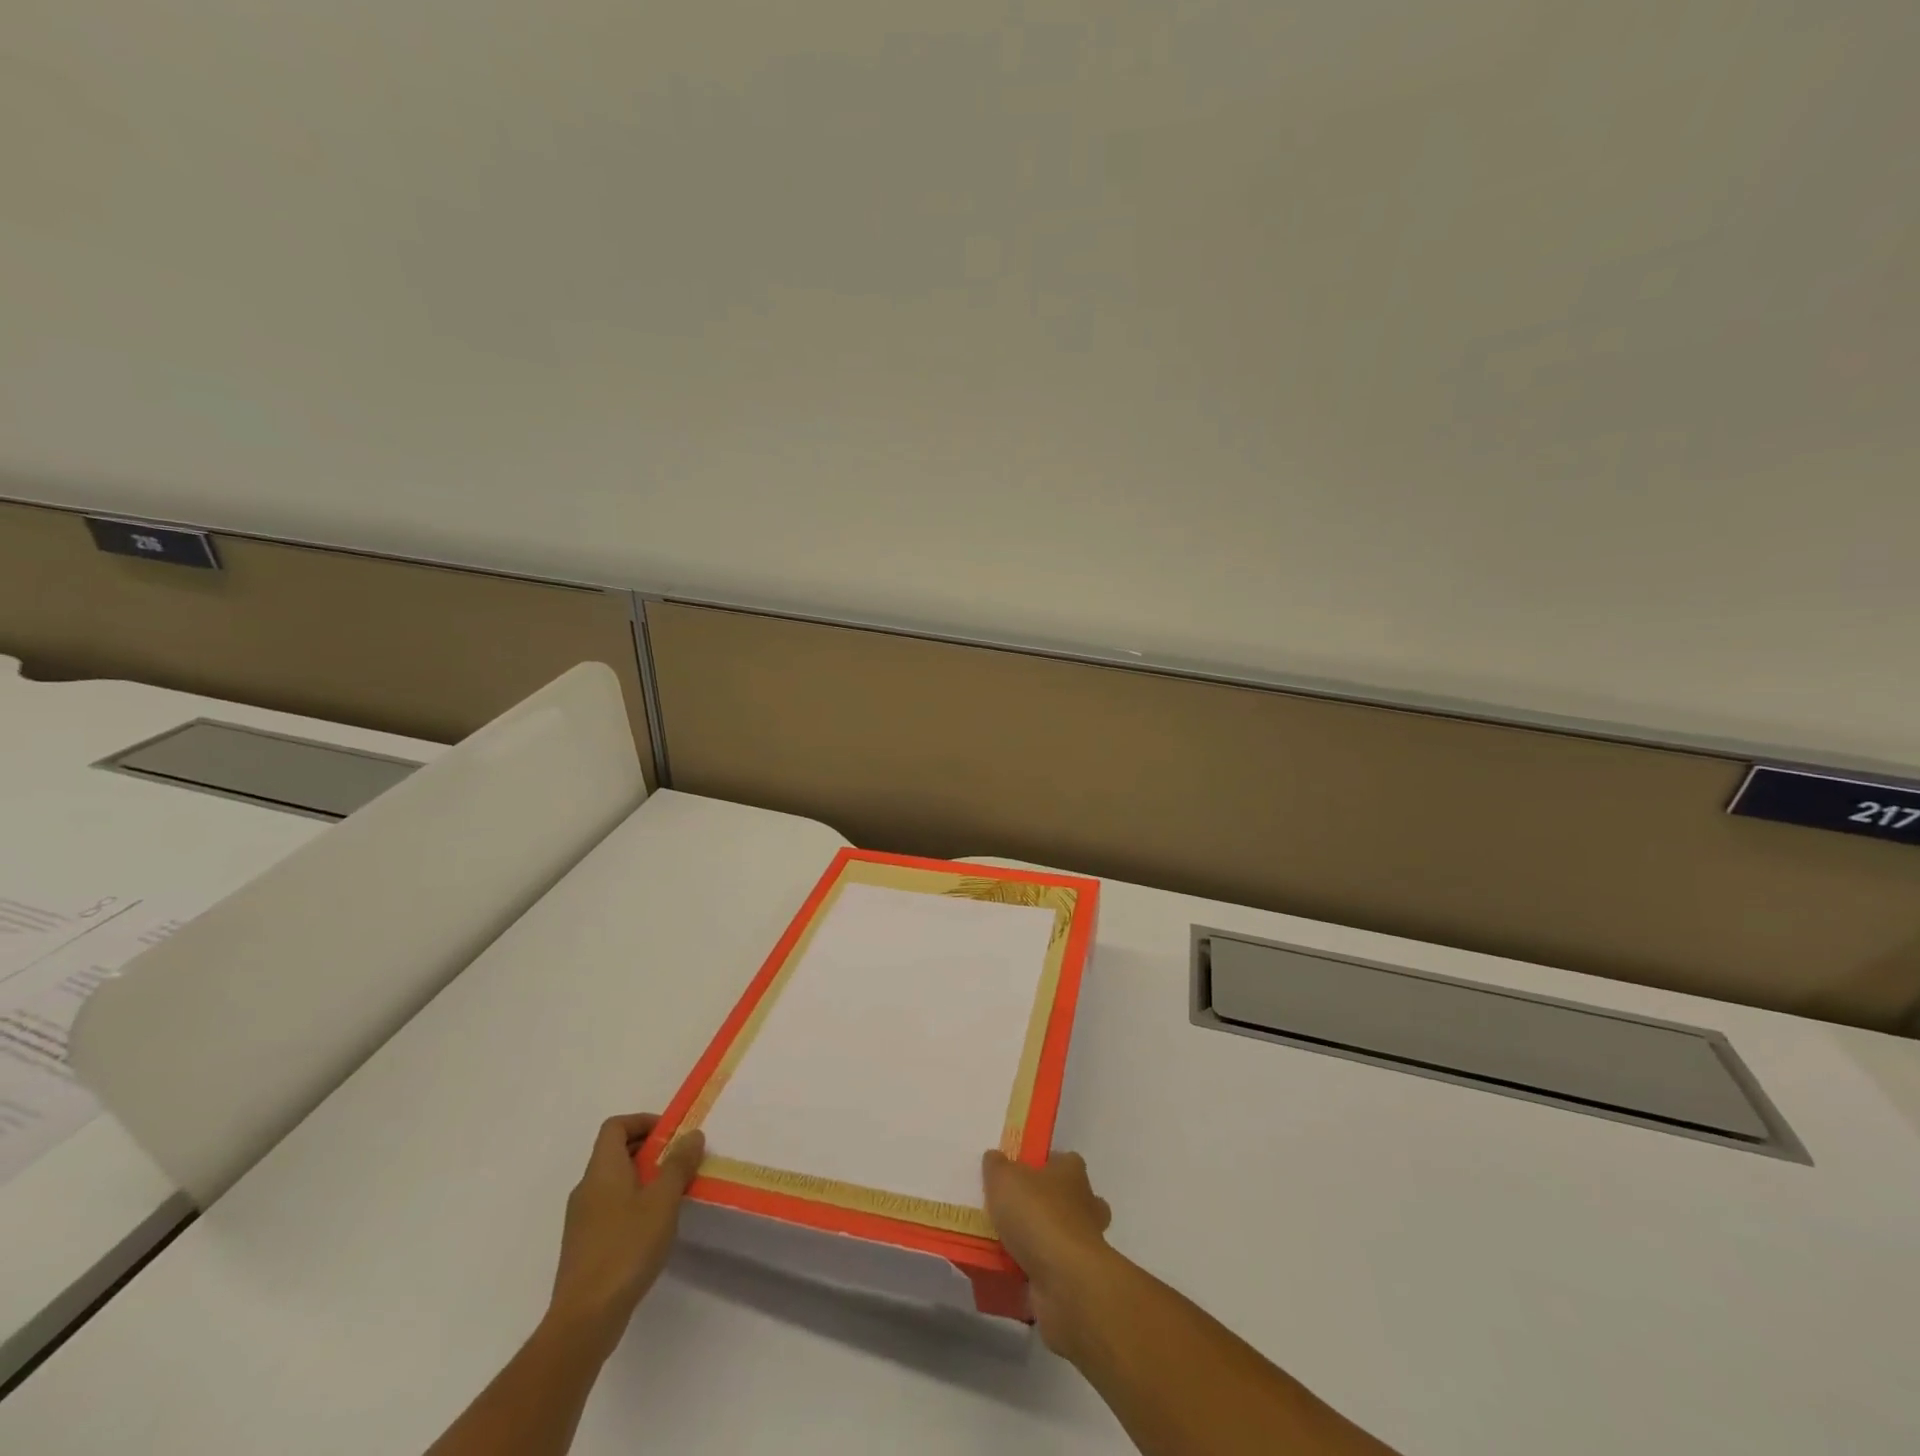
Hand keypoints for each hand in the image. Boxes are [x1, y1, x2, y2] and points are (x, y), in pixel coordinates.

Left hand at [547, 1113, 704, 1360]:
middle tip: (679, 1161)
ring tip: (671, 1194)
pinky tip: (652, 1228)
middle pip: (614, 1152)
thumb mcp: (662, 1200)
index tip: (670, 1134)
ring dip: (642, 1178)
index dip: (642, 1121)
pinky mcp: (584, 1246)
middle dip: (648, 1150)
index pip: (615, 1126)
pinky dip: (632, 1204)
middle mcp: (586, 1188)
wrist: (584, 1318)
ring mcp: (581, 1219)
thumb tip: (691, 1134)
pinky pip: (609, 1208)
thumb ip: (678, 1164)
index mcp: (602, 1170)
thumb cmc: (626, 1248)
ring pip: (613, 1182)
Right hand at [982, 1149, 1114, 1354]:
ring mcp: (1086, 1244)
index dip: (1043, 1165)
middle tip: (1012, 1213)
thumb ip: (997, 1166)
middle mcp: (1086, 1204)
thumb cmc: (1038, 1216)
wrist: (1065, 1282)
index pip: (1063, 1160)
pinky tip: (1009, 1274)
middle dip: (1046, 1206)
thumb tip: (994, 1158)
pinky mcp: (1078, 1278)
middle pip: (1068, 1199)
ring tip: (1004, 1246)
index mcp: (1072, 1172)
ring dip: (1040, 1242)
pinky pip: (1053, 1270)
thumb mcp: (1004, 1179)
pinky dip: (1036, 1273)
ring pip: (1062, 1236)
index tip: (1020, 1174)